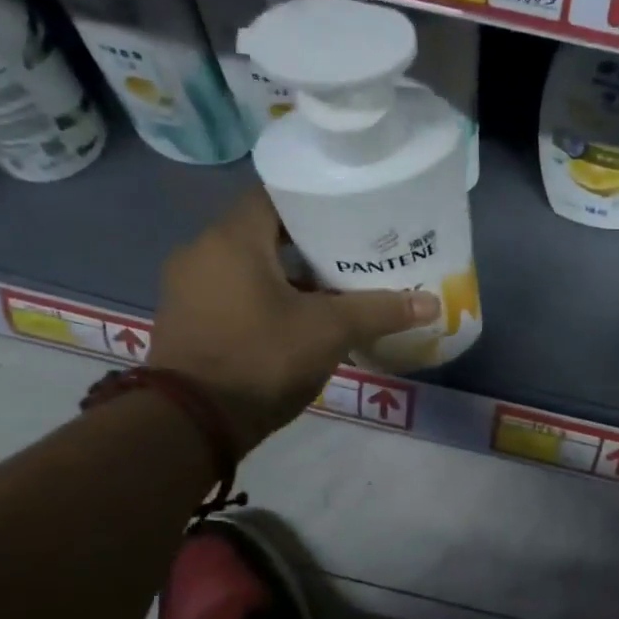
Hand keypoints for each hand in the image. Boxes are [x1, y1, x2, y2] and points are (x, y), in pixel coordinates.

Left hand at [150, 189, 438, 452]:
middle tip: (350, 253)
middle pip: (262, 232)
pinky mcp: (186, 320)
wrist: (192, 423)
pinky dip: (262, 297)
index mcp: (232, 239)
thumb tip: (432, 303)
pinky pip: (231, 293)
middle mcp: (202, 252)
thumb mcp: (329, 331)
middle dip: (307, 242)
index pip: (274, 195)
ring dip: (285, 274)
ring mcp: (188, 288)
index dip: (314, 201)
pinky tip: (296, 321)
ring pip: (247, 265)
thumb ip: (379, 310)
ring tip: (331, 289)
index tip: (349, 213)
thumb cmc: (262, 358)